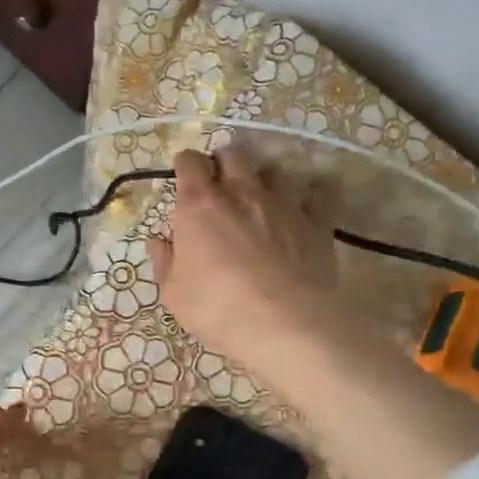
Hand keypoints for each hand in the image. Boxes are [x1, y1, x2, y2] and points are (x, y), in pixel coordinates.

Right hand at [147, 148, 339, 374]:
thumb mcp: (174, 293)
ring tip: (262, 201)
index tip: (185, 181)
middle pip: (233, 154)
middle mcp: (241, 192)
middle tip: (221, 187)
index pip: (189, 163)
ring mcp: (283, 203)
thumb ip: (165, 261)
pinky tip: (305, 208)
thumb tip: (159, 241)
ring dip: (264, 180)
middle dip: (224, 163)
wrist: (284, 324)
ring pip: (274, 169)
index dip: (186, 167)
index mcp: (199, 206)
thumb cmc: (217, 308)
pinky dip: (311, 195)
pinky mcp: (316, 221)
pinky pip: (318, 192)